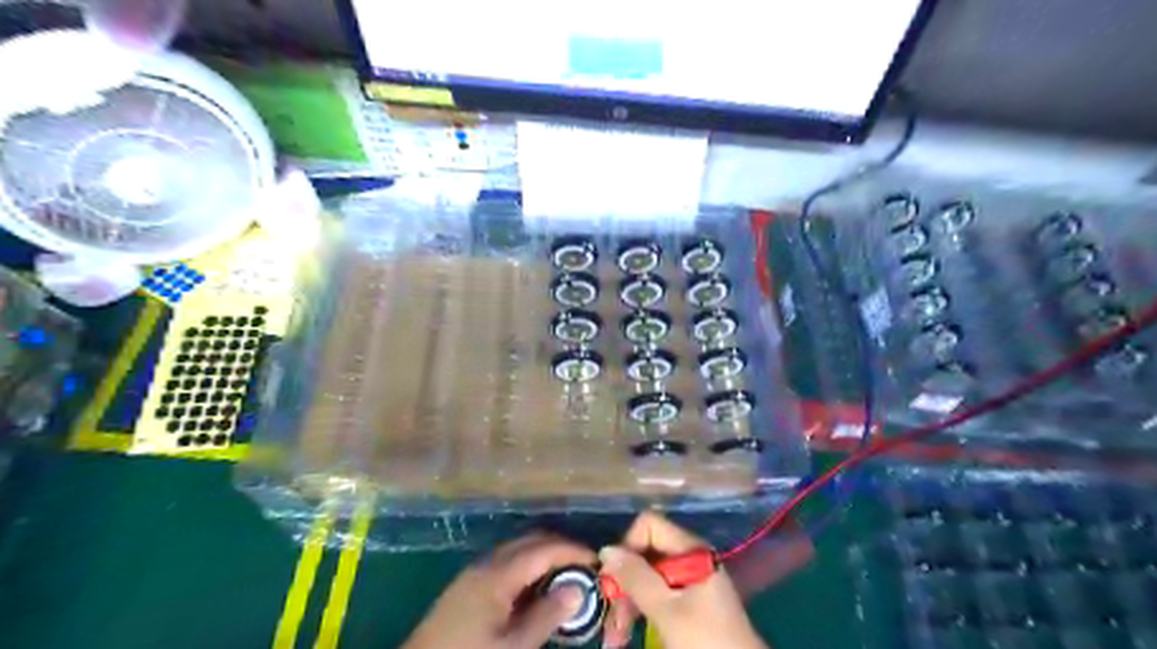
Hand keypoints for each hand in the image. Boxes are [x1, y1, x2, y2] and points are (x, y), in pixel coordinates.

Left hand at [404, 534, 594, 648]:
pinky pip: (507, 562)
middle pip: (531, 541)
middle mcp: (487, 562)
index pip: (544, 549)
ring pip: (519, 550)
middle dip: (561, 548)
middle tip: (586, 568)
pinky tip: (537, 590)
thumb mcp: (512, 647)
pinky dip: (529, 567)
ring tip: (567, 578)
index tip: (598, 561)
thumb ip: (546, 616)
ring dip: (545, 557)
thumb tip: (578, 589)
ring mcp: (475, 571)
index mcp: (498, 574)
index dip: (573, 551)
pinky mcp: (468, 584)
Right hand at [596, 512, 765, 647]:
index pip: (649, 525)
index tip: (613, 579)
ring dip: (627, 603)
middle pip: (644, 552)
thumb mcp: (667, 610)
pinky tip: (626, 633)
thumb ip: (636, 578)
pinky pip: (655, 593)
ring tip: (615, 637)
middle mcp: (689, 556)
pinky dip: (639, 610)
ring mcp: (688, 577)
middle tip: (609, 617)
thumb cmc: (706, 640)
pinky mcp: (687, 599)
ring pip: (646, 576)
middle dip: (623, 583)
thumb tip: (606, 550)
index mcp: (690, 549)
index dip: (628, 546)